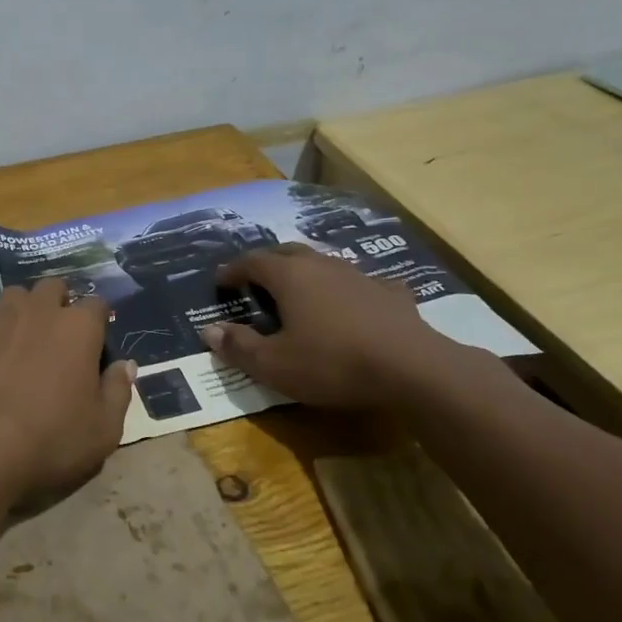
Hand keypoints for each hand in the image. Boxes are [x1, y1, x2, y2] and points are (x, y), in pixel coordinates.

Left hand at [0, 278, 135, 508]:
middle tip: (54, 338)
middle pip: (53, 288)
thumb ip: (118, 392)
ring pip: (14, 295)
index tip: (94, 342)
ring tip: (14, 341)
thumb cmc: (48, 441)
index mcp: (78, 328)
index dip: (97, 321)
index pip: (97, 304)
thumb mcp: (103, 431)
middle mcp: (39, 309)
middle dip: (57, 304)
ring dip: (19, 311)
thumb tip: (125, 365)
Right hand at [199, 244, 459, 410]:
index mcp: (288, 277)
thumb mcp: (275, 365)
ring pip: (324, 264)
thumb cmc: (333, 363)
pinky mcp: (391, 293)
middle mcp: (321, 266)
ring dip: (307, 272)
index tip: (221, 280)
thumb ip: (240, 346)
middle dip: (268, 263)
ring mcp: (359, 276)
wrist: (412, 368)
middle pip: (287, 253)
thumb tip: (209, 330)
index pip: (252, 262)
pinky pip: (364, 283)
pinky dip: (351, 290)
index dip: (233, 269)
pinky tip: (356, 303)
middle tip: (256, 279)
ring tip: (301, 290)